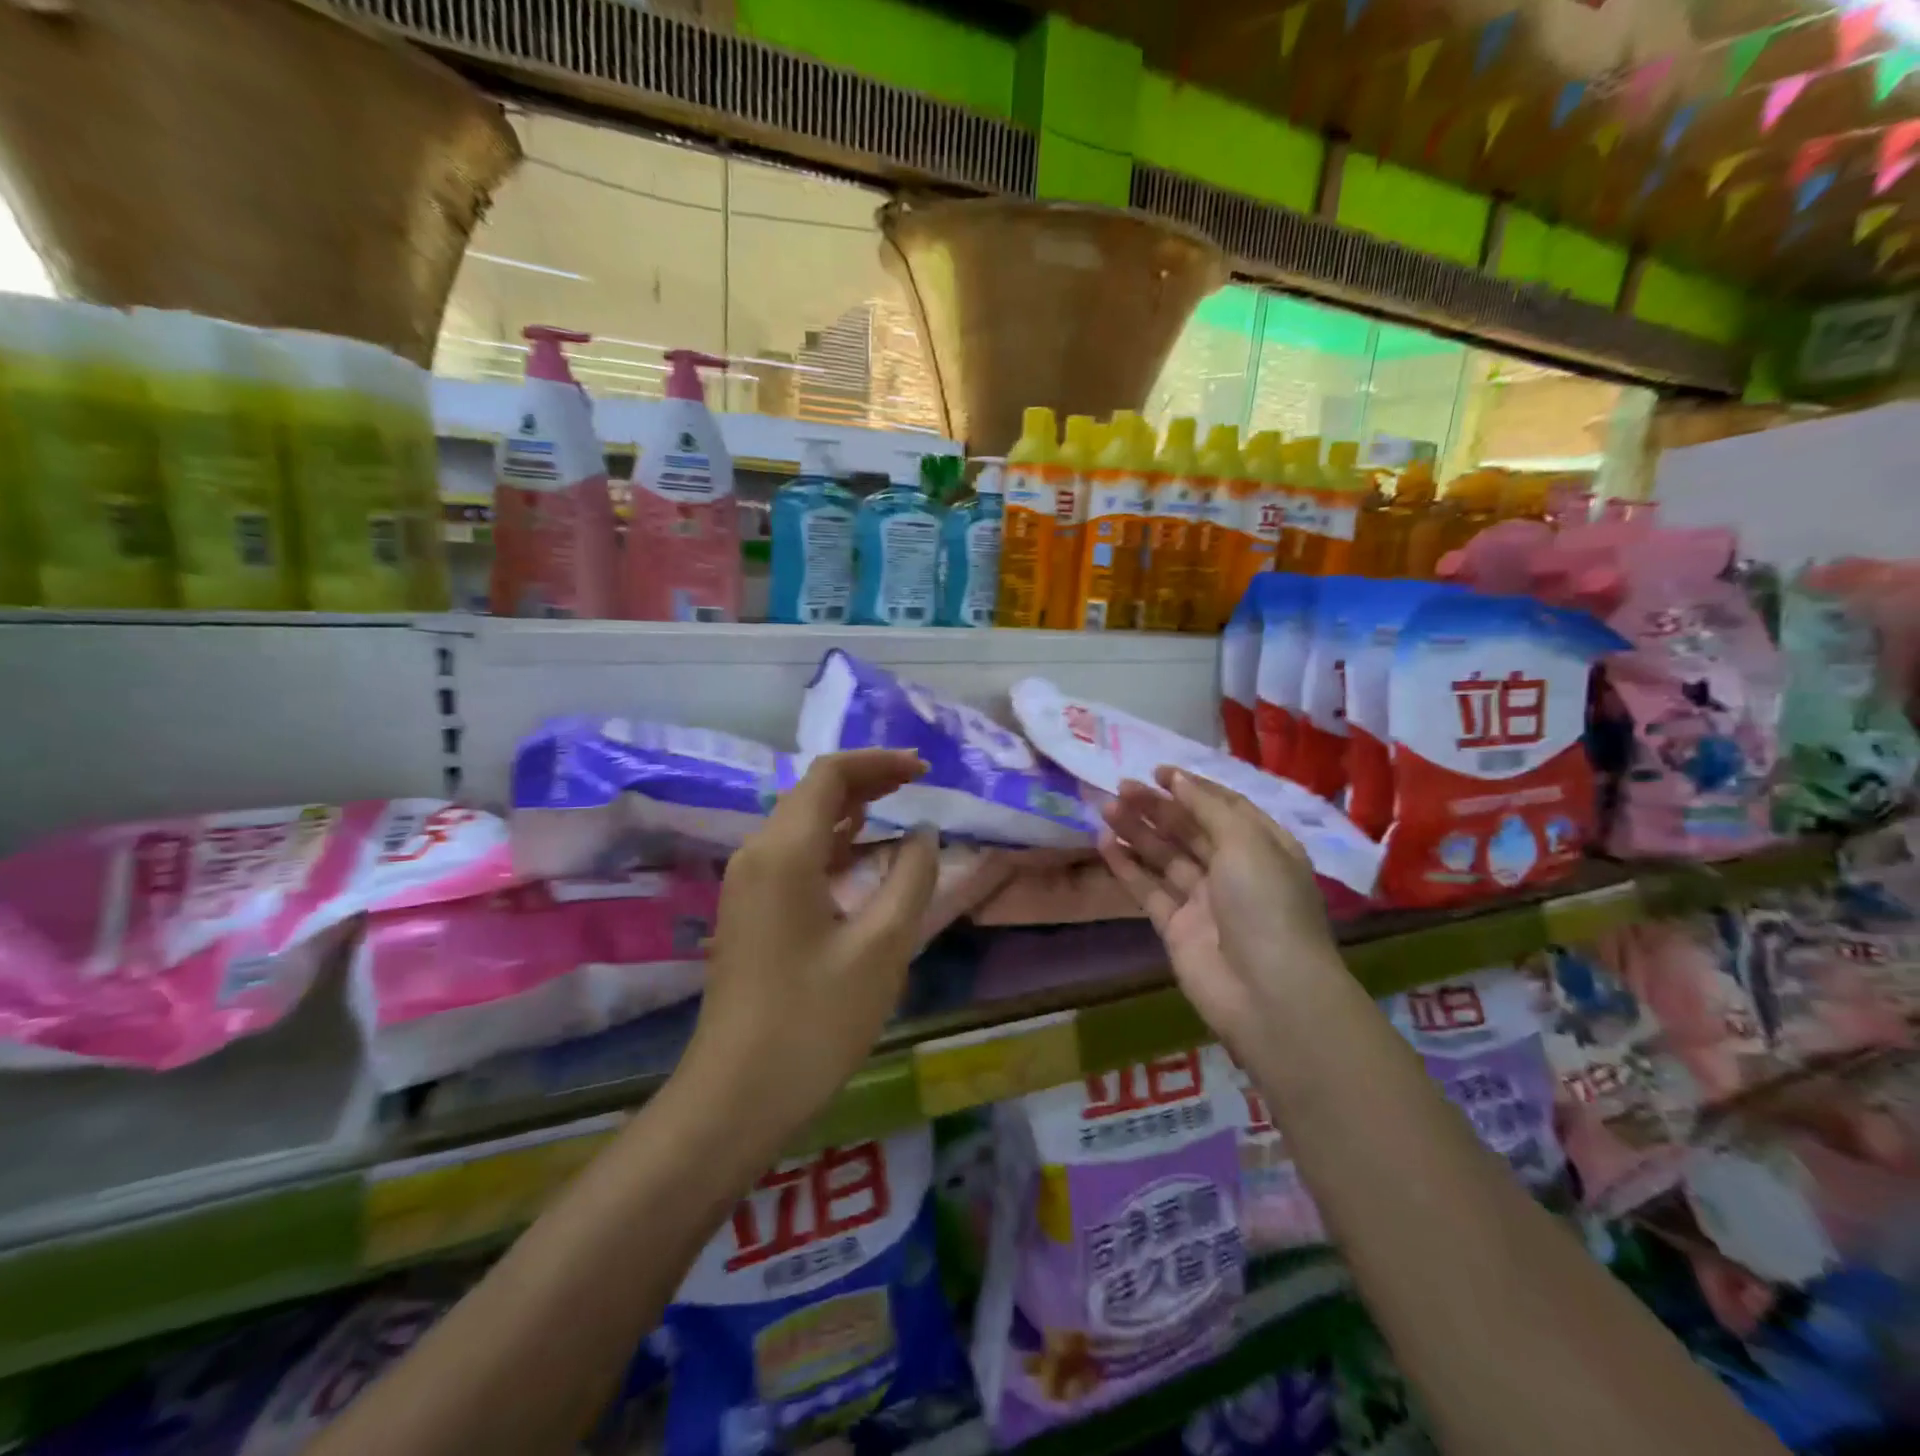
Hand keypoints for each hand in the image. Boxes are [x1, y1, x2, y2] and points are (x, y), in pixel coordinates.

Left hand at [678, 750, 937, 1151]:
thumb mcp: (882, 947)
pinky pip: (792, 853)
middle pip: (812, 792)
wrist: (736, 1096)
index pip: (830, 776)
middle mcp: (757, 855)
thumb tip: (922, 834)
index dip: (878, 762)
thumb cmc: (814, 1021)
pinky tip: (860, 852)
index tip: (924, 769)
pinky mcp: (749, 910)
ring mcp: (747, 883)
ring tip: (896, 805)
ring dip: (849, 807)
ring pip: (801, 822)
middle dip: (866, 779)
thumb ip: (911, 879)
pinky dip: (831, 839)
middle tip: (917, 781)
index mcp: (784, 853)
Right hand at [1098, 767, 1343, 1052]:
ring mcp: (1204, 901)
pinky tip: (1104, 844)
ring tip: (1106, 808)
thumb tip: (1179, 779)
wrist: (1269, 993)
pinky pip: (1149, 891)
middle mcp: (1235, 871)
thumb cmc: (1266, 904)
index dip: (1192, 788)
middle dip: (1157, 808)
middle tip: (1121, 787)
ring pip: (1165, 858)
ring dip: (1137, 832)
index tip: (1158, 772)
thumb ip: (1208, 808)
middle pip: (1190, 830)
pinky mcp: (1177, 928)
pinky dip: (1127, 868)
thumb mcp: (1247, 842)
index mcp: (1263, 847)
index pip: (1224, 807)